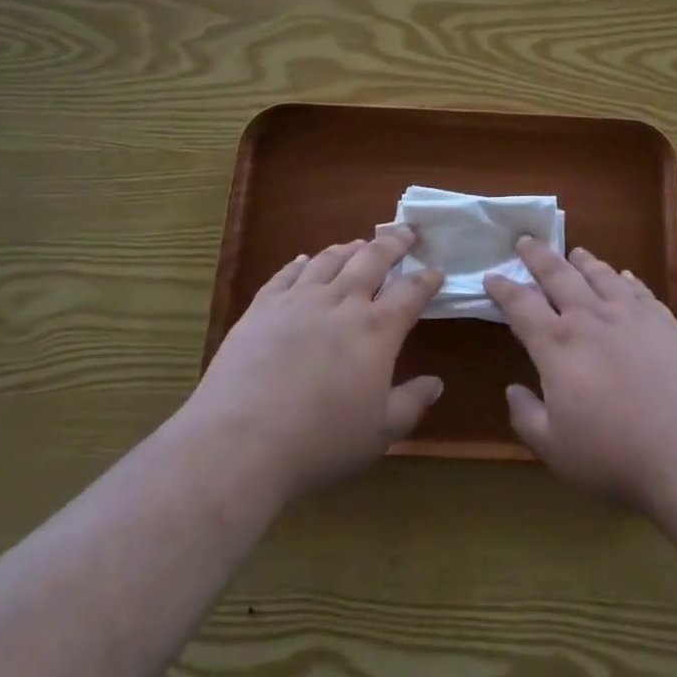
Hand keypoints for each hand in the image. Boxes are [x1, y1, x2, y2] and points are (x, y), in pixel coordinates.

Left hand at [181, 227, 443, 504]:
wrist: (240, 443)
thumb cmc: (320, 443)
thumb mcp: (379, 433)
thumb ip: (411, 403)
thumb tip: (436, 383)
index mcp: (377, 330)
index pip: (411, 292)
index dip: (427, 279)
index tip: (437, 270)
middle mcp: (341, 303)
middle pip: (373, 259)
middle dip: (394, 243)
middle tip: (406, 233)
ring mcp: (298, 300)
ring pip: (330, 259)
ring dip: (349, 248)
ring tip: (359, 244)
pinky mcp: (262, 308)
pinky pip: (286, 274)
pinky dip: (301, 263)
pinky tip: (304, 260)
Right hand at [484, 238, 676, 516]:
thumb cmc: (616, 456)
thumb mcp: (556, 450)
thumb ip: (527, 417)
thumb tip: (512, 390)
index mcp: (558, 346)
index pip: (521, 306)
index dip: (503, 288)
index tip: (491, 276)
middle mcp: (591, 319)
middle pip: (558, 275)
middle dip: (538, 256)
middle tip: (526, 240)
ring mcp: (631, 316)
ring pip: (601, 275)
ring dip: (583, 261)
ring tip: (575, 252)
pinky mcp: (665, 322)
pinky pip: (639, 290)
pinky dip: (626, 279)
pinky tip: (625, 276)